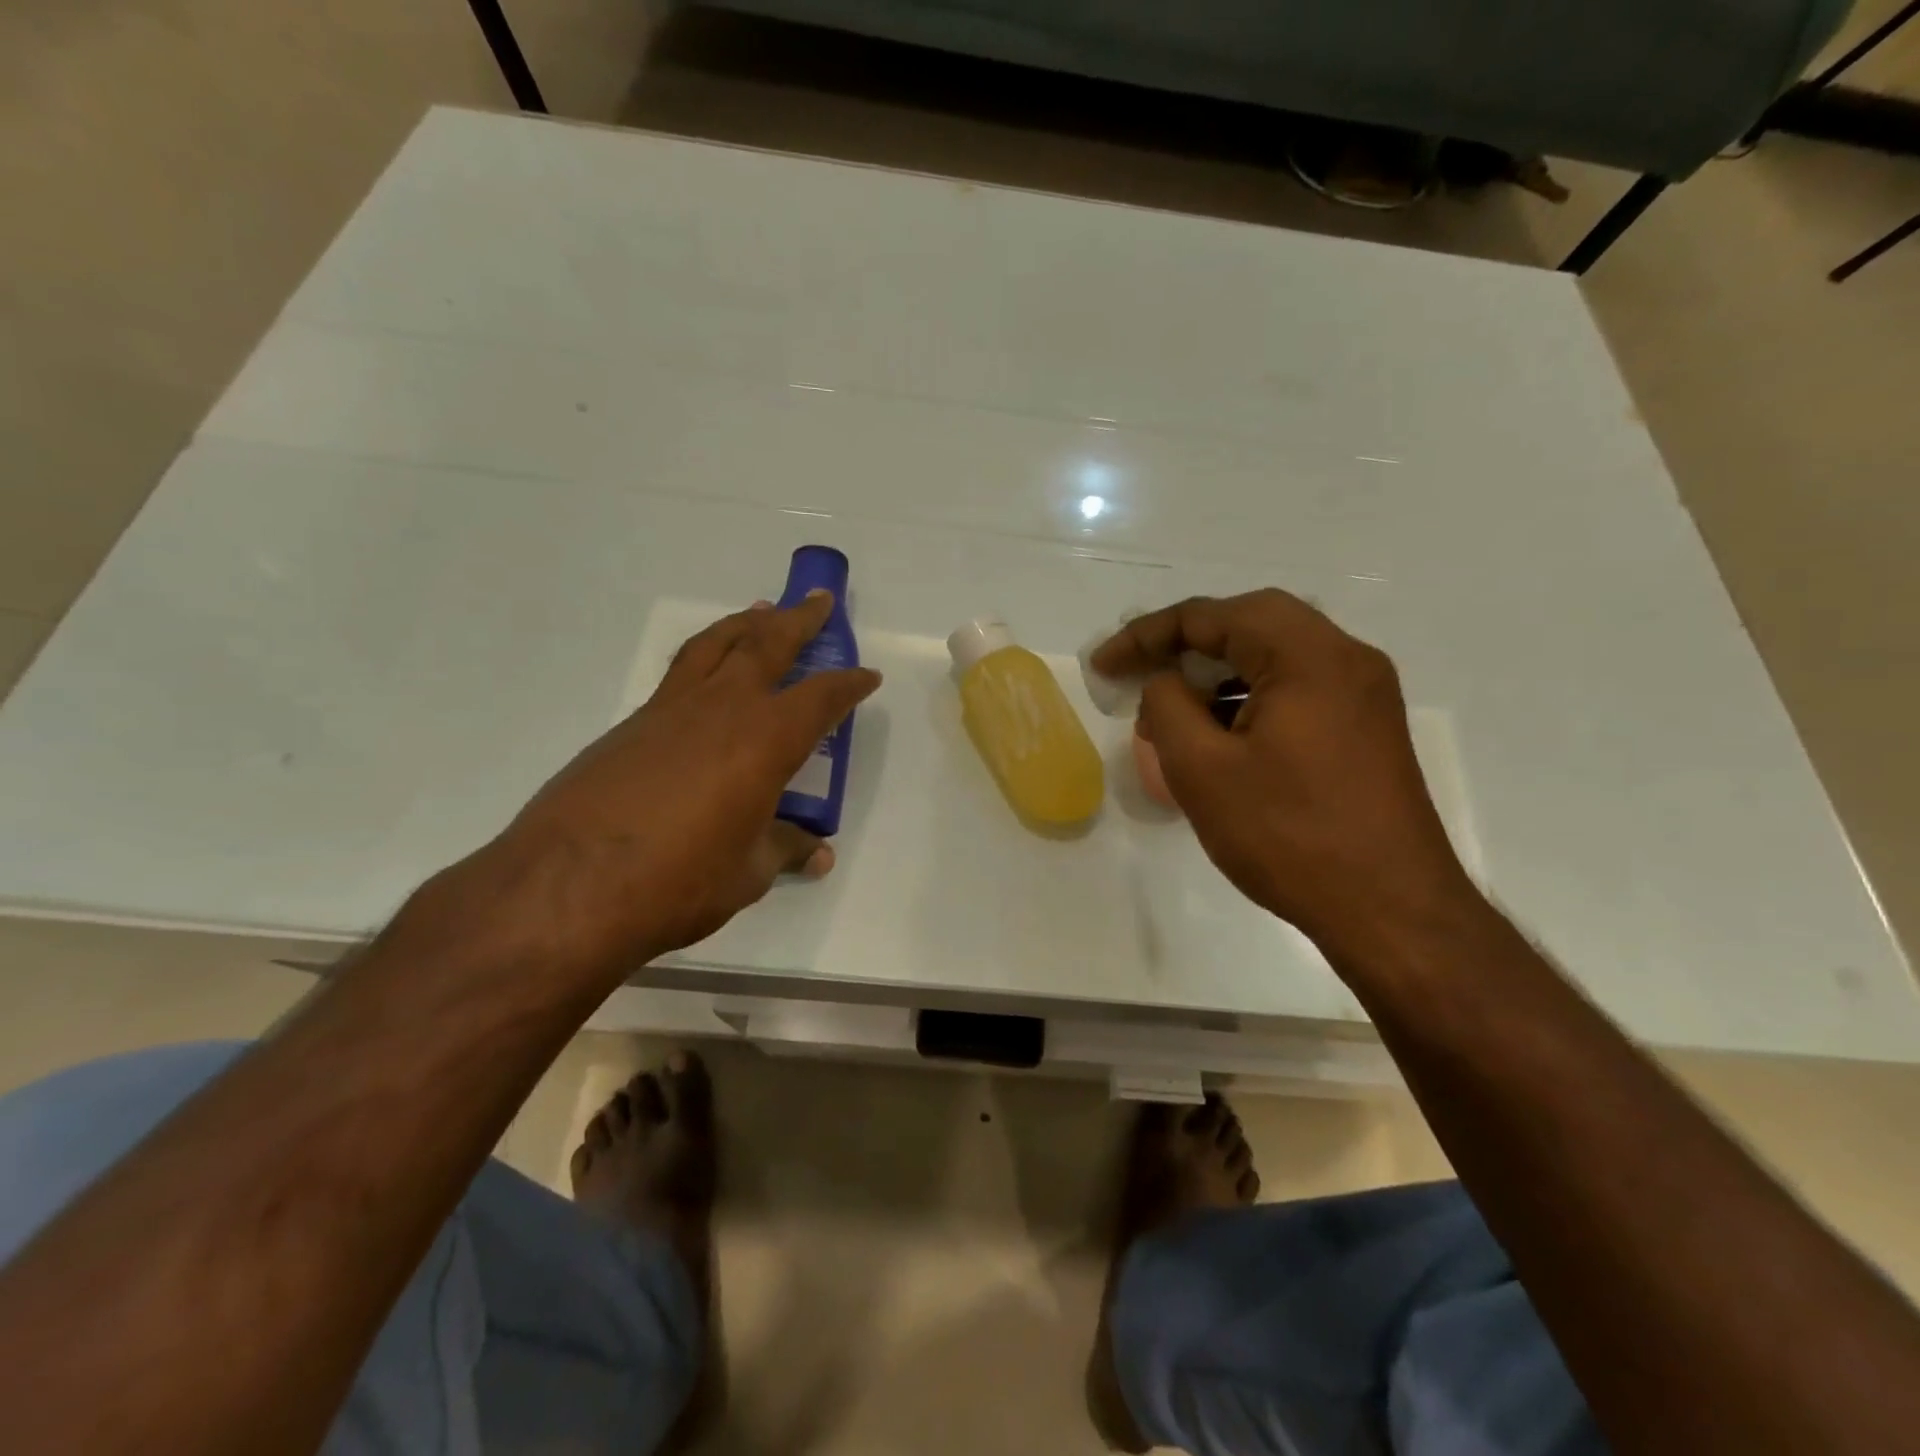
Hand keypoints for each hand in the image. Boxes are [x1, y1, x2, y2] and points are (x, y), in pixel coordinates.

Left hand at [487, 592, 879, 973]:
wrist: (566, 886)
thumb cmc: (678, 881)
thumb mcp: (747, 873)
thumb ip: (784, 849)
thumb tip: (816, 853)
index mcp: (765, 740)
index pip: (821, 698)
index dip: (848, 684)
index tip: (867, 676)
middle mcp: (722, 708)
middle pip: (767, 644)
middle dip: (799, 620)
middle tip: (817, 600)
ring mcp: (670, 710)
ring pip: (715, 645)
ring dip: (745, 624)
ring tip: (762, 611)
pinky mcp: (631, 725)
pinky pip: (680, 674)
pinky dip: (705, 657)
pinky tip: (707, 678)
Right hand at [1091, 590, 1476, 960]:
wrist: (1392, 912)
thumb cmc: (1289, 836)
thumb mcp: (1202, 770)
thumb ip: (1168, 707)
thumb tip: (1166, 683)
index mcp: (1307, 655)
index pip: (1212, 616)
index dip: (1146, 635)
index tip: (1103, 666)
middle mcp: (1345, 658)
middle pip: (1250, 623)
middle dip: (1185, 643)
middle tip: (1139, 671)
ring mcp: (1364, 692)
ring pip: (1275, 655)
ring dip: (1218, 671)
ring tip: (1173, 710)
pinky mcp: (1367, 727)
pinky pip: (1297, 687)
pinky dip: (1249, 696)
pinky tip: (1220, 735)